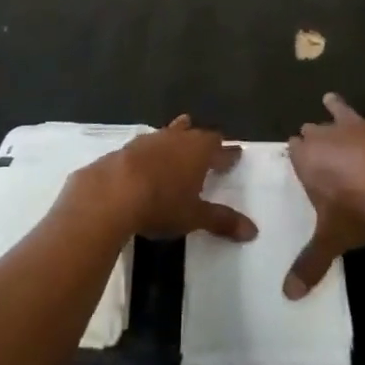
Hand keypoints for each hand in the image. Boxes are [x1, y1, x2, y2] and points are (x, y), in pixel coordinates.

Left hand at [74, 116, 257, 243]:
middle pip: (195, 134)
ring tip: (180, 135)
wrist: (110, 194)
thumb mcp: (194, 217)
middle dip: (203, 139)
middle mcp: (176, 138)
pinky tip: (146, 158)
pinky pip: (145, 145)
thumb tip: (253, 231)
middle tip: (209, 144)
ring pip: (169, 133)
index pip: (219, 147)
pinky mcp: (125, 148)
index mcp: (198, 151)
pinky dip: (151, 151)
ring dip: (176, 137)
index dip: (228, 153)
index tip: (236, 154)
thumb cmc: (161, 204)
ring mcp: (149, 140)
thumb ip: (222, 221)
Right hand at [285, 49, 364, 298]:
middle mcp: (330, 136)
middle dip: (314, 134)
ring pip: (345, 112)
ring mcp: (362, 124)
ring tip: (330, 96)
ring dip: (337, 107)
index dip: (298, 157)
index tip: (297, 157)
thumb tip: (286, 299)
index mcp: (309, 159)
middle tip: (311, 134)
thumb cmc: (356, 213)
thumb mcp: (331, 241)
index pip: (296, 153)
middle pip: (317, 132)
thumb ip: (309, 265)